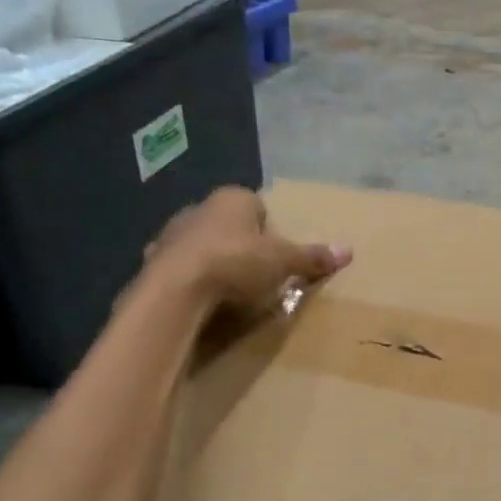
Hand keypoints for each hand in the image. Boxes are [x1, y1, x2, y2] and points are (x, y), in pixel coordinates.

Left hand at [144, 187, 349, 317]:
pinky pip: (181, 270)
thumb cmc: (236, 263)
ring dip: (215, 263)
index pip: (258, 207)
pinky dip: (192, 281)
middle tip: (259, 275)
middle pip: (230, 226)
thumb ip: (312, 256)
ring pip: (203, 246)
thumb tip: (348, 250)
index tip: (278, 255)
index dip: (270, 230)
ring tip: (232, 292)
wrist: (175, 291)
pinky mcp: (152, 263)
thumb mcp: (284, 261)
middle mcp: (199, 208)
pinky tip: (204, 301)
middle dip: (243, 246)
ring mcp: (171, 235)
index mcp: (233, 199)